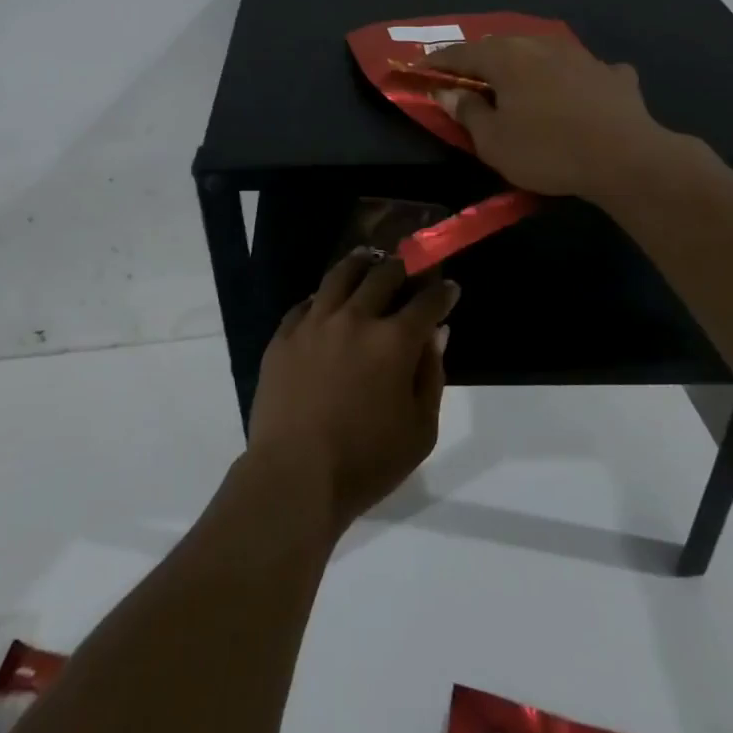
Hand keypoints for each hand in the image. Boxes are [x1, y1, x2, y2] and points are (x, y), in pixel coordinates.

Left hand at [246, 251, 457, 535]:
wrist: (294, 475)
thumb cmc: (366, 462)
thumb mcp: (420, 431)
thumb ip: (431, 376)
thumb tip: (436, 334)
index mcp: (393, 342)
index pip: (426, 302)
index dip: (442, 292)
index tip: (449, 287)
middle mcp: (355, 319)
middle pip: (382, 276)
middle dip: (401, 267)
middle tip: (407, 267)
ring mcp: (314, 323)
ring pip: (340, 276)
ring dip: (360, 264)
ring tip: (367, 258)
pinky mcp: (283, 335)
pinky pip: (306, 303)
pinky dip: (322, 296)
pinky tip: (326, 299)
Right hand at [424, 36, 674, 200]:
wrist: (626, 158)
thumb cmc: (547, 150)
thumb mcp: (493, 141)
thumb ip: (467, 112)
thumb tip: (448, 92)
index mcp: (506, 58)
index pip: (461, 54)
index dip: (438, 62)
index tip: (420, 68)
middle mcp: (541, 45)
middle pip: (501, 47)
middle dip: (481, 60)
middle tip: (467, 77)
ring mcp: (581, 56)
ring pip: (542, 53)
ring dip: (526, 66)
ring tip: (518, 83)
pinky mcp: (613, 74)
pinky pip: (583, 71)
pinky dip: (573, 79)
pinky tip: (579, 91)